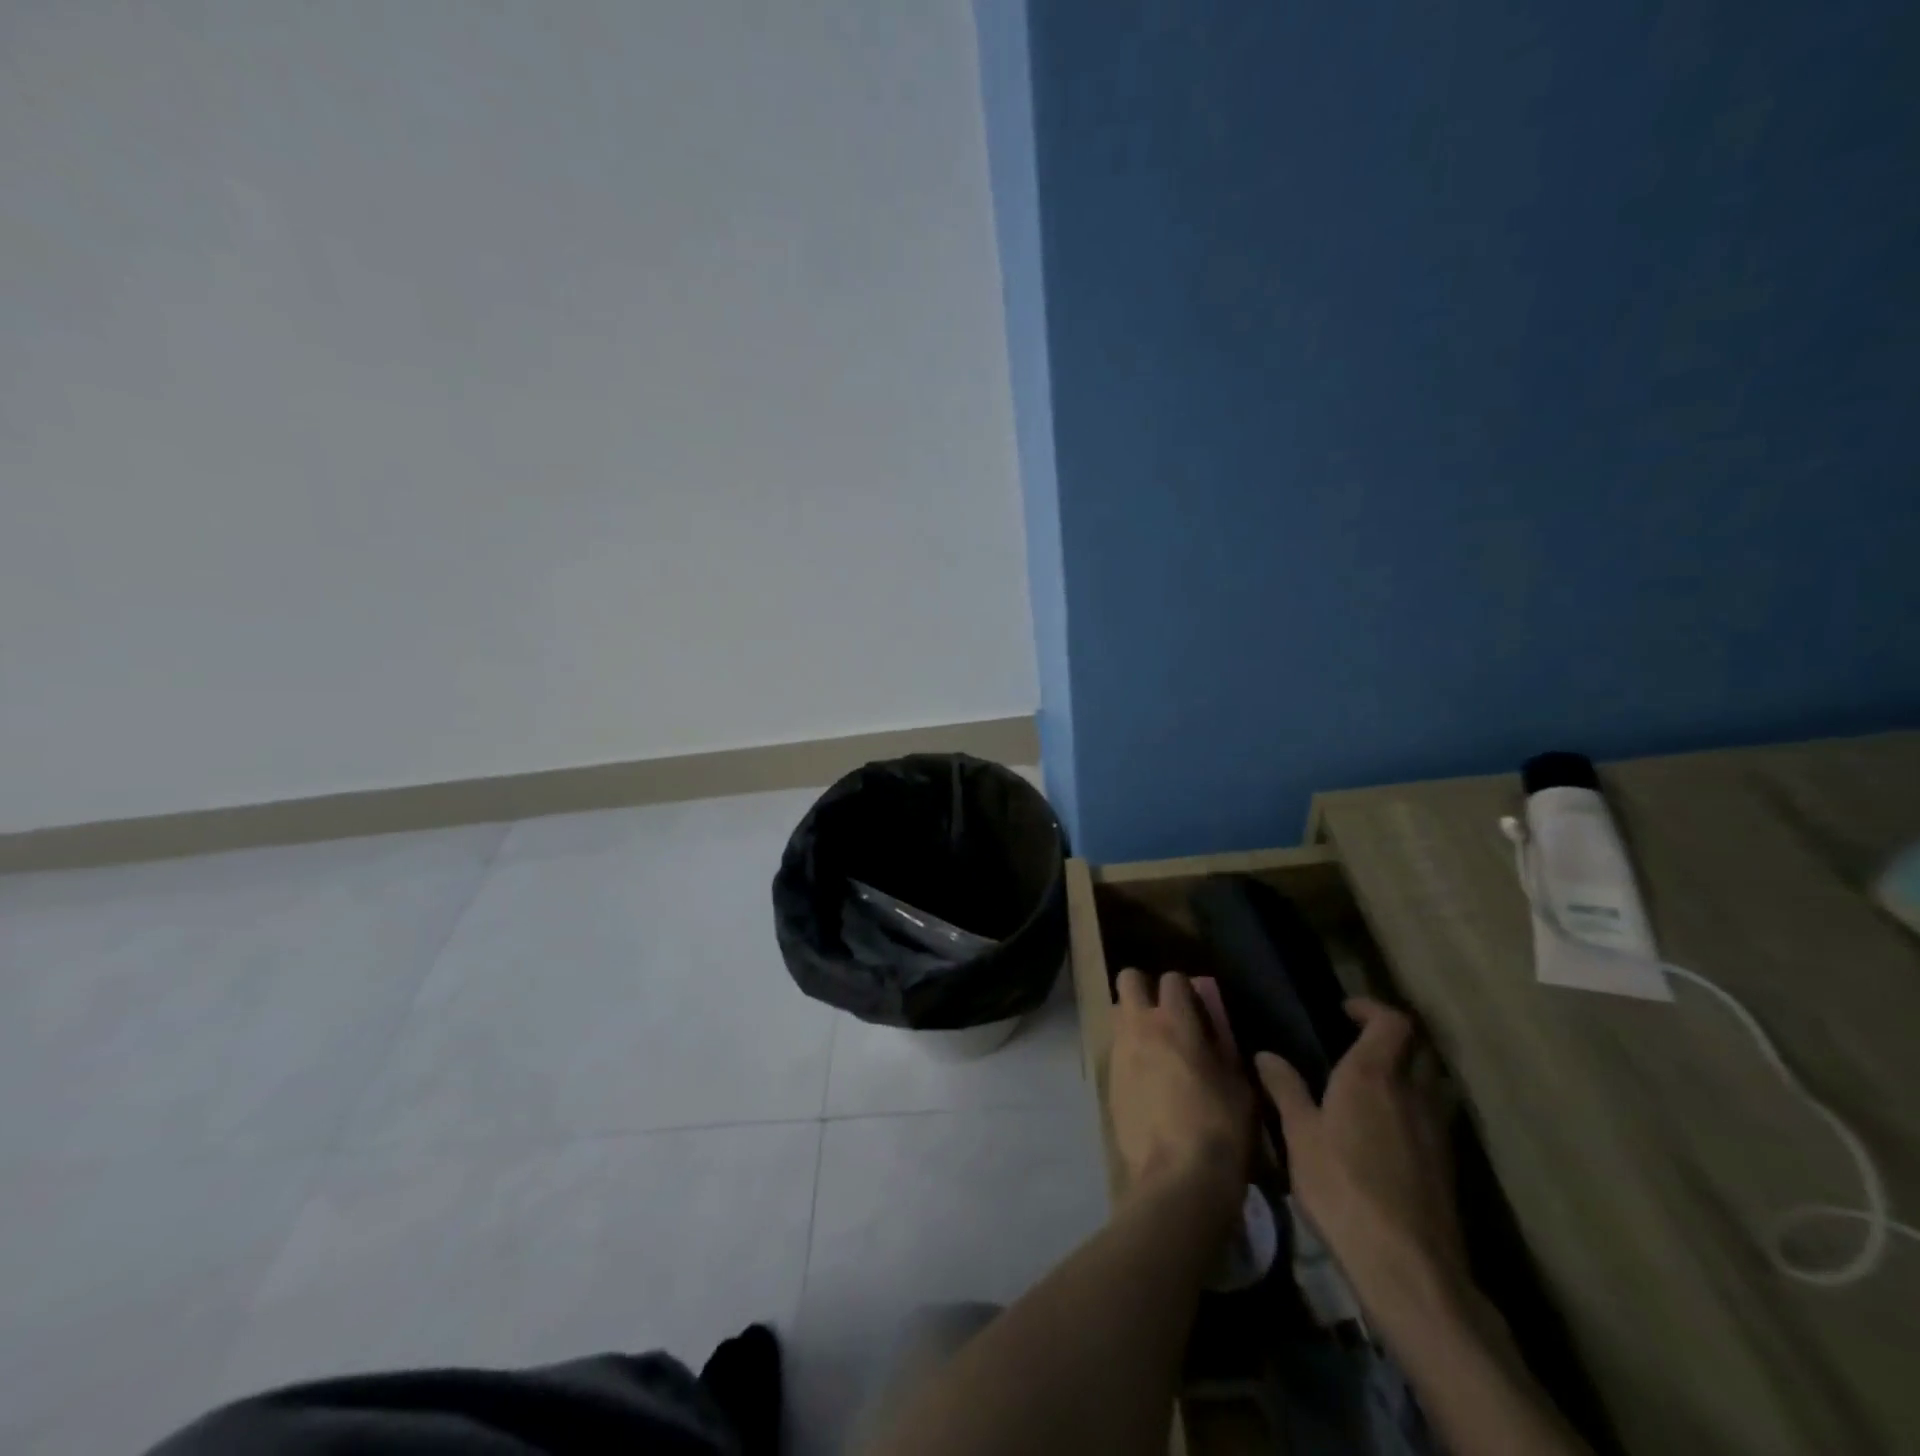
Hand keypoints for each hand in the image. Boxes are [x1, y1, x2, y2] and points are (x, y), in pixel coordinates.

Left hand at [1109, 969, 1252, 1217]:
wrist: (1177, 1180)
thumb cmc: (1219, 1130)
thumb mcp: (1239, 1087)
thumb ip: (1224, 1050)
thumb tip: (1215, 1034)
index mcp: (1175, 1022)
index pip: (1172, 978)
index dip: (1185, 989)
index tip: (1196, 1007)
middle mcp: (1140, 1027)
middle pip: (1129, 979)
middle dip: (1145, 988)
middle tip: (1165, 1014)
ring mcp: (1119, 1052)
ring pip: (1117, 1012)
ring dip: (1133, 1019)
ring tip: (1155, 1047)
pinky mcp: (1108, 1080)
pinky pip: (1115, 1049)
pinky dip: (1128, 1053)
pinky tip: (1146, 1081)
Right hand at [1255, 999, 1466, 1315]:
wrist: (1407, 1266)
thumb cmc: (1342, 1188)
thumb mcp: (1299, 1136)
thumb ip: (1285, 1089)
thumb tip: (1265, 1055)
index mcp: (1373, 1076)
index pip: (1392, 1022)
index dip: (1371, 1008)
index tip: (1343, 1011)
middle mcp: (1412, 1093)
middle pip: (1420, 1047)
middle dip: (1394, 1036)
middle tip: (1359, 1041)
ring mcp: (1436, 1129)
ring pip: (1433, 1081)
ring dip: (1410, 1070)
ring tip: (1374, 1083)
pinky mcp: (1447, 1163)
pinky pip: (1435, 1114)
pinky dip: (1416, 1105)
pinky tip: (1388, 1129)